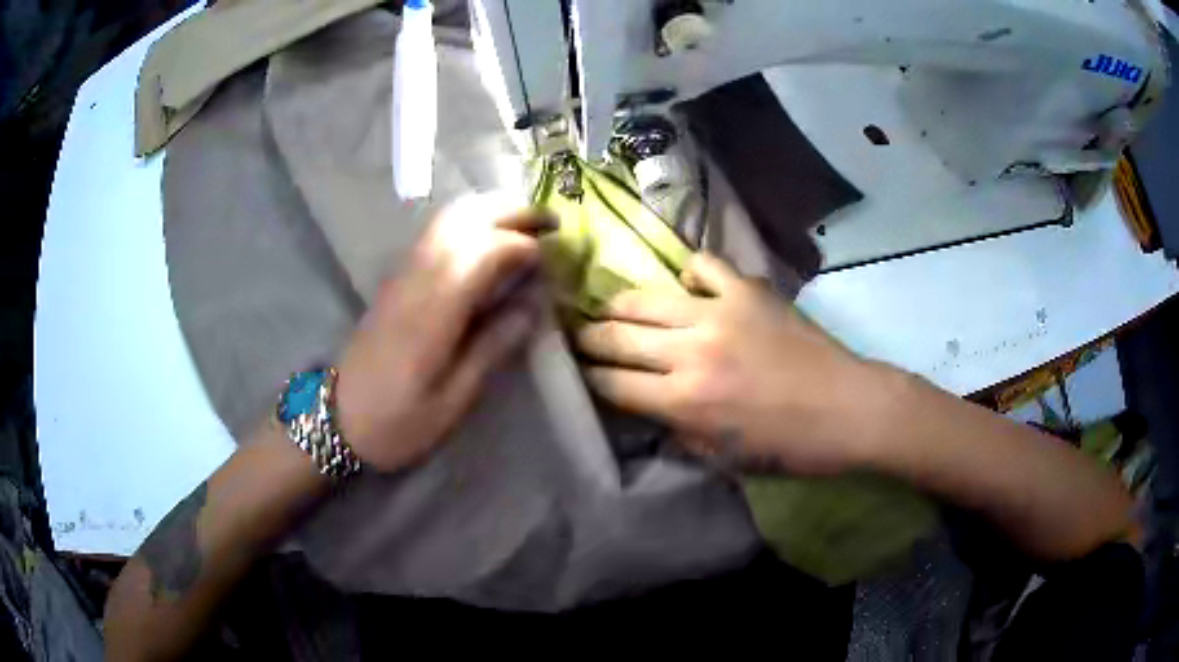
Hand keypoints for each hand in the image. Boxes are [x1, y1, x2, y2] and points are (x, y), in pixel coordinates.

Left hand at [334, 197, 553, 471]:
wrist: (337, 420)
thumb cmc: (398, 422)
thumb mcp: (453, 401)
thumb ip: (494, 348)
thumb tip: (532, 306)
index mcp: (434, 310)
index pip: (486, 250)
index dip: (525, 246)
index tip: (553, 261)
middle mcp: (418, 277)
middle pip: (466, 218)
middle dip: (513, 211)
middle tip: (551, 223)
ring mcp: (403, 273)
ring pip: (449, 217)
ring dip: (491, 210)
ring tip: (527, 223)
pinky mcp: (396, 278)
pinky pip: (436, 231)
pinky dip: (469, 221)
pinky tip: (488, 237)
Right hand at [577, 253, 886, 475]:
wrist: (849, 408)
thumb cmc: (789, 446)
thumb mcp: (725, 458)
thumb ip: (679, 432)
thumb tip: (650, 410)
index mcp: (684, 402)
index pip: (612, 384)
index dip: (587, 379)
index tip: (578, 373)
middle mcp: (690, 351)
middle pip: (615, 336)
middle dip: (587, 339)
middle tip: (577, 337)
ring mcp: (718, 313)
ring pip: (645, 297)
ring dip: (619, 305)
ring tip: (611, 309)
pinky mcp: (747, 290)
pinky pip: (703, 265)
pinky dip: (689, 272)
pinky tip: (689, 284)